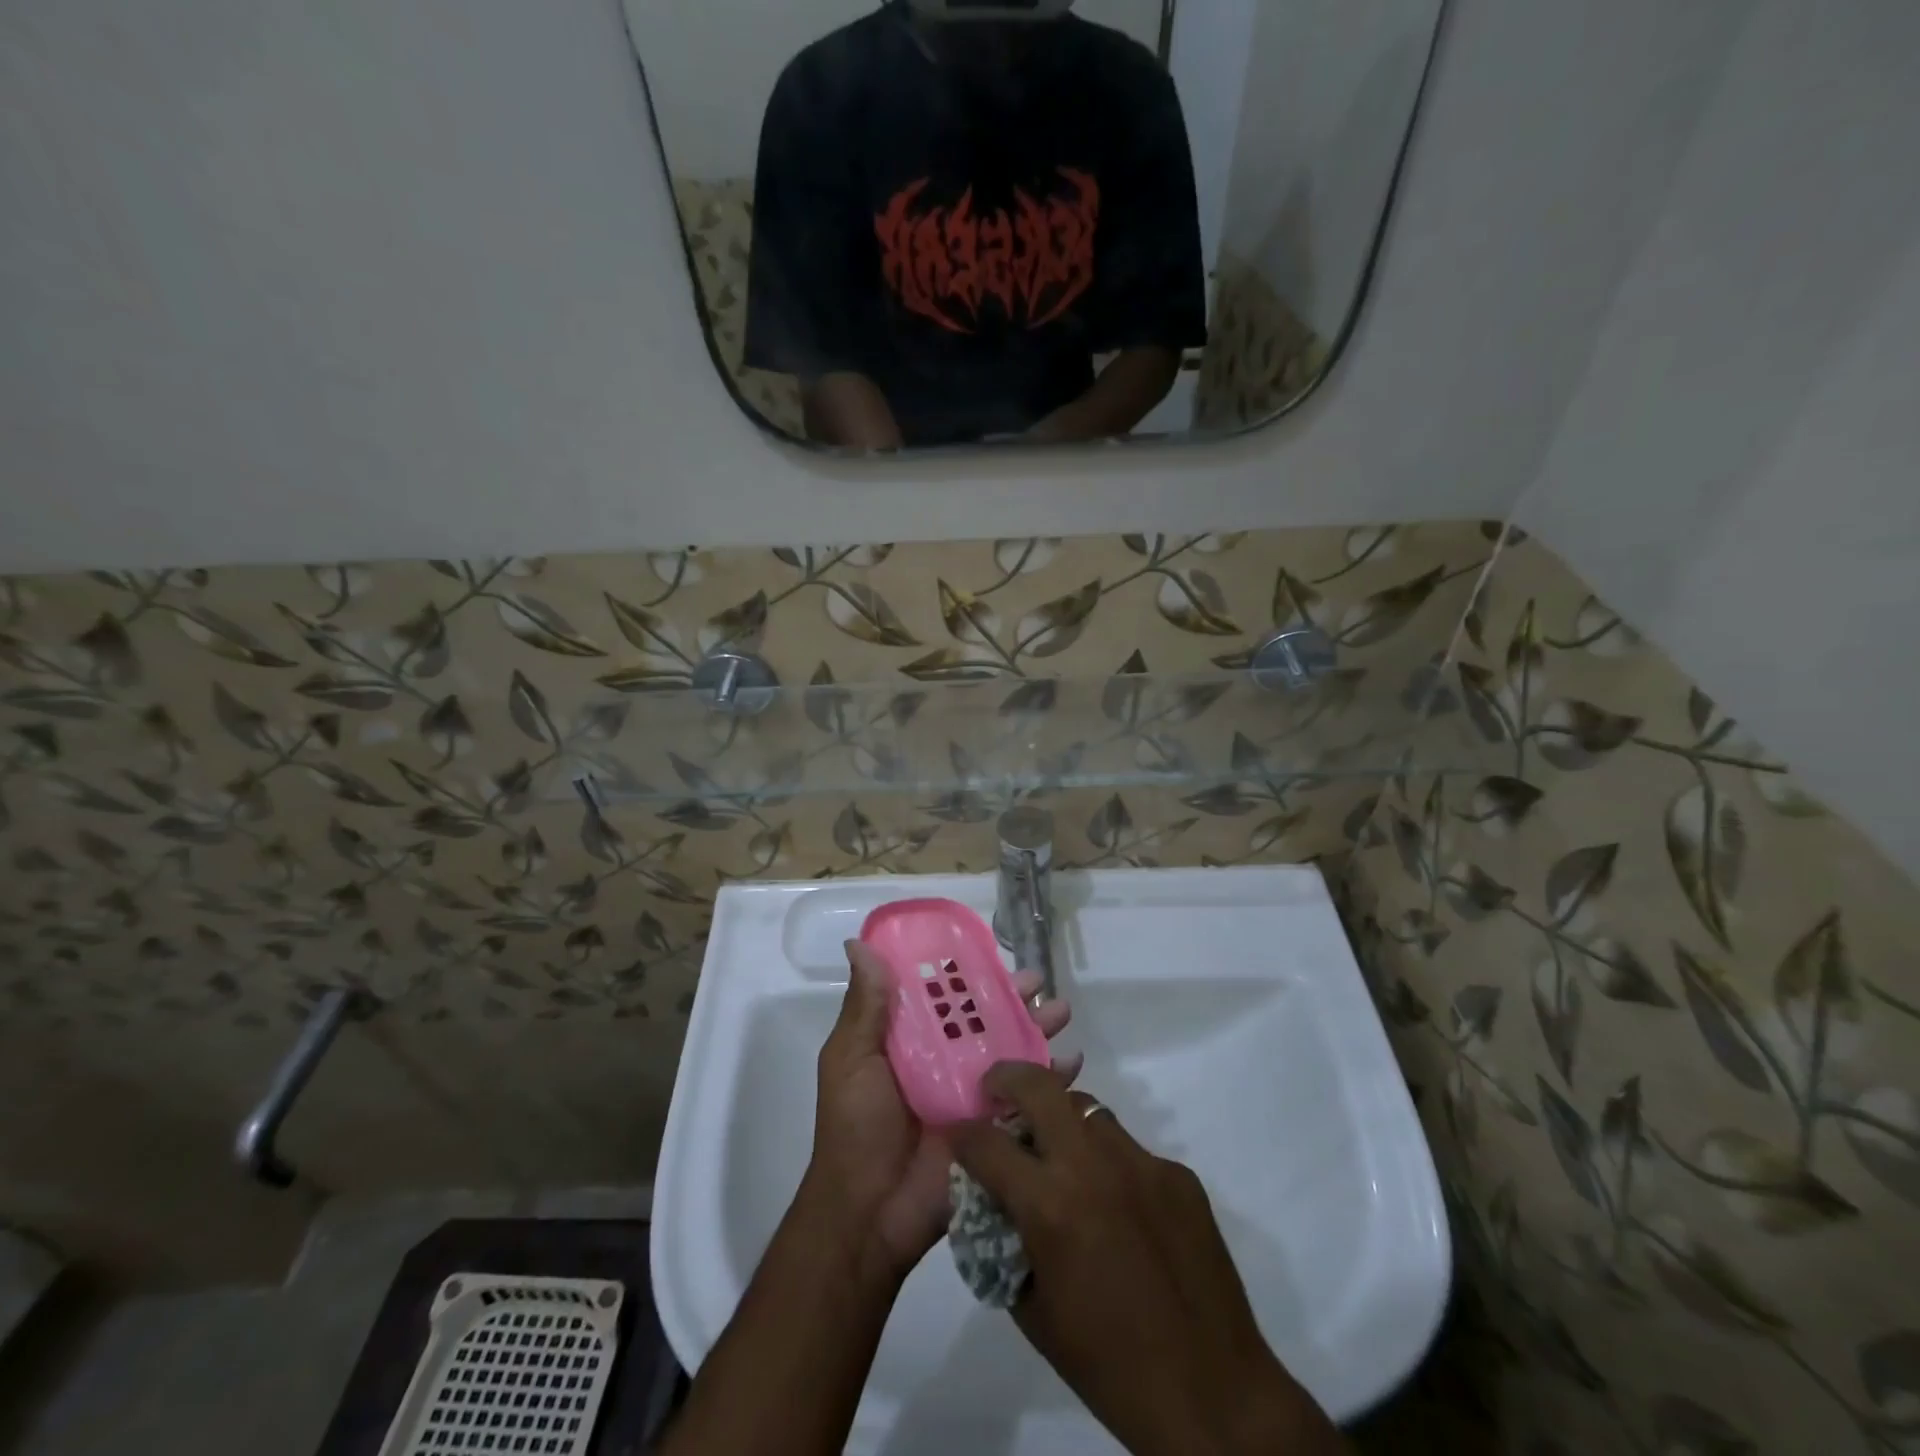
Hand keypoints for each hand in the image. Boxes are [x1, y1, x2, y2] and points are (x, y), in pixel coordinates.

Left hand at [807, 941, 1078, 1280]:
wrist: (870, 1215)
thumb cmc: (854, 1128)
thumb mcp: (850, 1060)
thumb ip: (864, 1007)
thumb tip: (858, 944)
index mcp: (908, 1040)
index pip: (942, 996)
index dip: (965, 972)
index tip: (989, 950)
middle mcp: (943, 1060)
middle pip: (984, 1019)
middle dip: (1011, 998)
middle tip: (1038, 981)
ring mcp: (971, 1094)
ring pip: (1010, 1051)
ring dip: (1037, 1028)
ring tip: (1060, 1010)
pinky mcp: (994, 1128)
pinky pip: (1027, 1098)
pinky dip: (1052, 1079)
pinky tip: (1073, 1061)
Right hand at [951, 1064, 1347, 1455]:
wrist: (1212, 1394)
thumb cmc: (1108, 1365)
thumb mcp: (1033, 1311)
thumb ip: (1007, 1243)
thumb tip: (996, 1202)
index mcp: (1050, 1206)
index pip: (986, 1143)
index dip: (962, 1133)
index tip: (957, 1131)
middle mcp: (1093, 1166)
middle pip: (1040, 1087)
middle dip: (1008, 1078)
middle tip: (997, 1088)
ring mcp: (1141, 1163)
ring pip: (1089, 1112)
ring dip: (1064, 1122)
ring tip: (1062, 1156)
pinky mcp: (1178, 1174)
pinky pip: (1131, 1152)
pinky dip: (1111, 1166)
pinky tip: (1120, 1208)